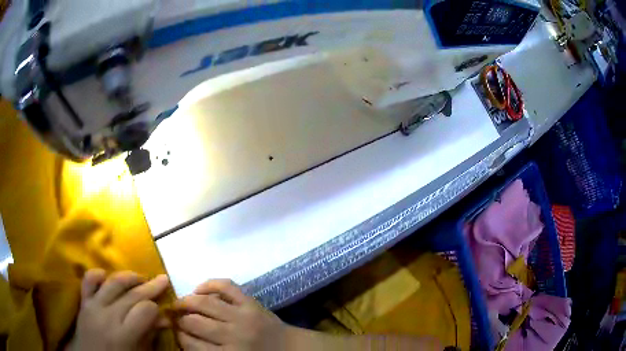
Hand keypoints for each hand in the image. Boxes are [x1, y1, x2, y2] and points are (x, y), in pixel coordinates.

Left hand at [67, 269, 169, 350]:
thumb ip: (150, 336)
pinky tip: (108, 276)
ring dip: (129, 276)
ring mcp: (93, 306)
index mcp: (123, 335)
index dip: (156, 308)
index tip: (163, 309)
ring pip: (112, 283)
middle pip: (131, 295)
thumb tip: (165, 320)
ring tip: (141, 277)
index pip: (145, 311)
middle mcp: (107, 316)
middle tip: (163, 279)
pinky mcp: (83, 301)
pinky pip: (89, 280)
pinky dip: (98, 274)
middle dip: (150, 286)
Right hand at [175, 279, 285, 350]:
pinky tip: (199, 289)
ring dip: (186, 301)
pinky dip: (209, 284)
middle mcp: (233, 336)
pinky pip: (226, 286)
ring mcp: (243, 316)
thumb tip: (184, 338)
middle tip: (175, 318)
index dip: (179, 336)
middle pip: (195, 323)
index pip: (192, 345)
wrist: (290, 348)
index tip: (175, 332)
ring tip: (179, 303)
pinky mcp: (252, 302)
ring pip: (205, 303)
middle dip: (180, 319)